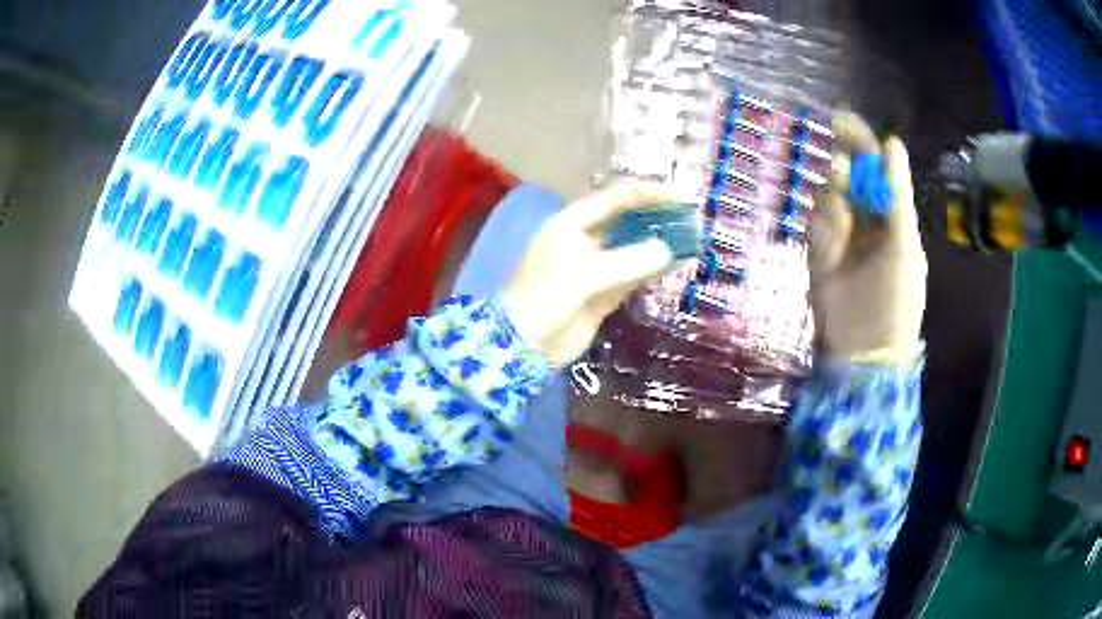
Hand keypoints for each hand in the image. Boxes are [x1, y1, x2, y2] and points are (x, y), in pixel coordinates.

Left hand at [502, 184, 676, 367]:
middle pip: (626, 221)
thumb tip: (667, 250)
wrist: (525, 344)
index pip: (614, 199)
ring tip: (691, 237)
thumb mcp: (583, 275)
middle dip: (656, 218)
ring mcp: (596, 267)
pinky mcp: (605, 292)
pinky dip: (654, 269)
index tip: (679, 196)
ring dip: (659, 243)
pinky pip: (634, 275)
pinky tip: (677, 262)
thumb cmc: (545, 299)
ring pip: (633, 248)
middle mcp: (585, 240)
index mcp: (571, 224)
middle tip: (690, 217)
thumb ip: (627, 261)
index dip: (646, 195)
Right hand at [809, 112, 926, 363]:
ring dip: (834, 197)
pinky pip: (816, 220)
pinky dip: (823, 223)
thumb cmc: (896, 300)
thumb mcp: (905, 246)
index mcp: (891, 214)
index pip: (876, 167)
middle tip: (838, 163)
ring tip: (843, 224)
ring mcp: (840, 231)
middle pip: (848, 172)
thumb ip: (897, 196)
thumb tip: (892, 141)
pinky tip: (833, 239)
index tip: (841, 119)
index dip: (861, 141)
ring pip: (828, 192)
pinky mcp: (818, 248)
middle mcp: (865, 215)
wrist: (864, 351)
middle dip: (842, 162)